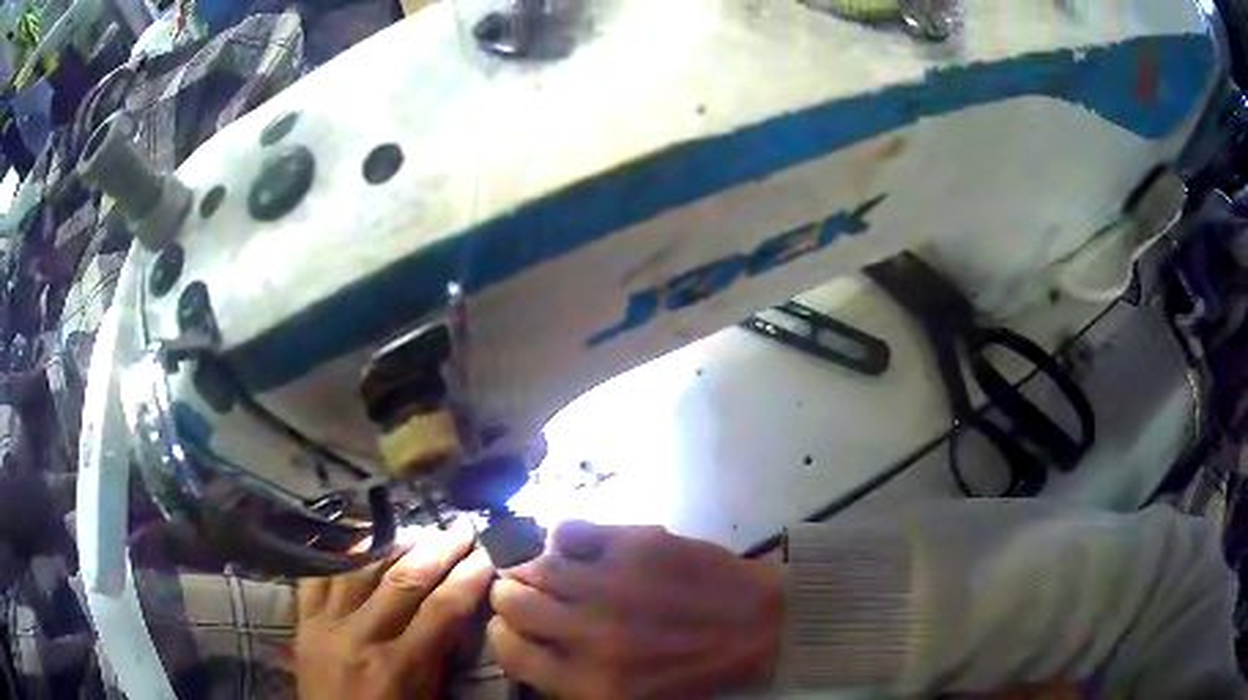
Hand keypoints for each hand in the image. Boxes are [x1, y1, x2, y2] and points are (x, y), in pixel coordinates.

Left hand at [294, 530, 493, 699]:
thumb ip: (441, 658)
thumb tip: (459, 614)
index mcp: (400, 668)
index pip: (442, 611)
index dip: (468, 578)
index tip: (487, 554)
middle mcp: (361, 638)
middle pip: (403, 582)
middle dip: (437, 551)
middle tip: (460, 529)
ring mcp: (326, 626)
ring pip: (359, 570)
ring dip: (392, 544)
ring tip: (416, 528)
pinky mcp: (303, 622)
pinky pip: (316, 576)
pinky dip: (337, 554)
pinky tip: (357, 537)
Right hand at [488, 521, 783, 698]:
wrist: (761, 628)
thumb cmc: (695, 672)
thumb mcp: (628, 699)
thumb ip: (571, 680)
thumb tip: (526, 644)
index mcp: (589, 683)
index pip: (508, 652)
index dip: (502, 635)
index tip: (510, 628)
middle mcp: (591, 635)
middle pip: (511, 601)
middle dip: (510, 597)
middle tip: (526, 596)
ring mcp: (612, 585)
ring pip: (536, 565)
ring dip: (536, 568)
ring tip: (551, 572)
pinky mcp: (635, 545)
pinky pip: (569, 529)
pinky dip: (565, 537)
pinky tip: (579, 549)